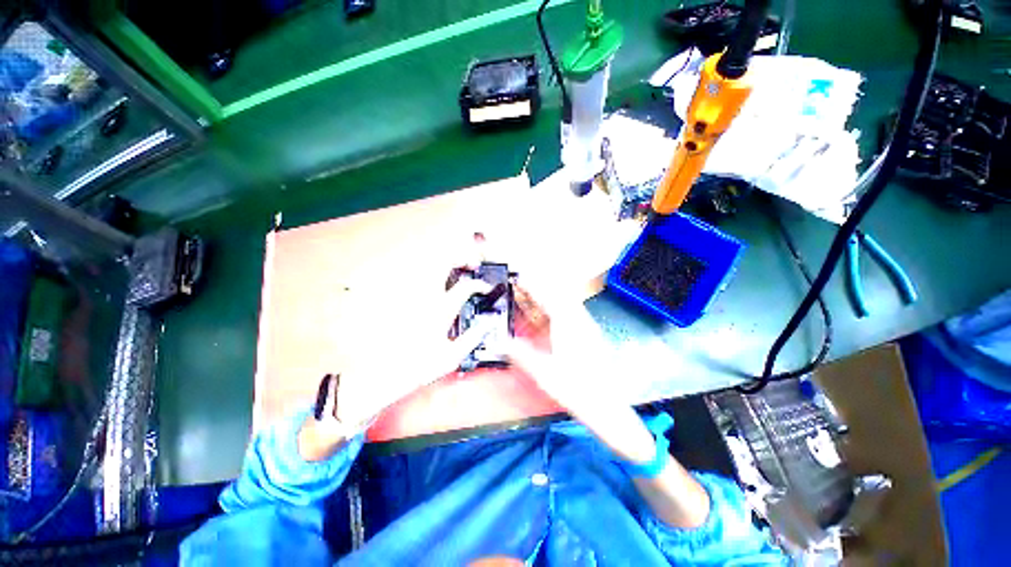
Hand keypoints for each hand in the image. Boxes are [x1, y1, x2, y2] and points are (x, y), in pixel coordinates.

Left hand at [329, 256, 495, 428]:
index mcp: (442, 310)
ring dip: (443, 262)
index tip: (485, 288)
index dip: (481, 284)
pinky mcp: (396, 295)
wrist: (380, 371)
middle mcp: (425, 296)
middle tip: (469, 263)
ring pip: (427, 264)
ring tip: (452, 267)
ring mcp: (409, 293)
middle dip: (461, 257)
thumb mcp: (451, 357)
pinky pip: (412, 275)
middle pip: (444, 261)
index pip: (467, 286)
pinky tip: (430, 281)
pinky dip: (425, 273)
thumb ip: (473, 338)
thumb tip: (487, 325)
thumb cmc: (415, 367)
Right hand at [508, 285, 709, 528]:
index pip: (548, 295)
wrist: (608, 408)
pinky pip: (567, 312)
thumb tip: (501, 342)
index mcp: (569, 326)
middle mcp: (579, 320)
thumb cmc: (578, 391)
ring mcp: (584, 326)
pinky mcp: (586, 334)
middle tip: (518, 282)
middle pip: (556, 293)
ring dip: (544, 295)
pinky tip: (544, 313)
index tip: (517, 275)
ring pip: (562, 301)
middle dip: (536, 285)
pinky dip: (552, 307)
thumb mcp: (545, 374)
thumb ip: (522, 355)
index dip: (531, 283)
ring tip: (527, 293)